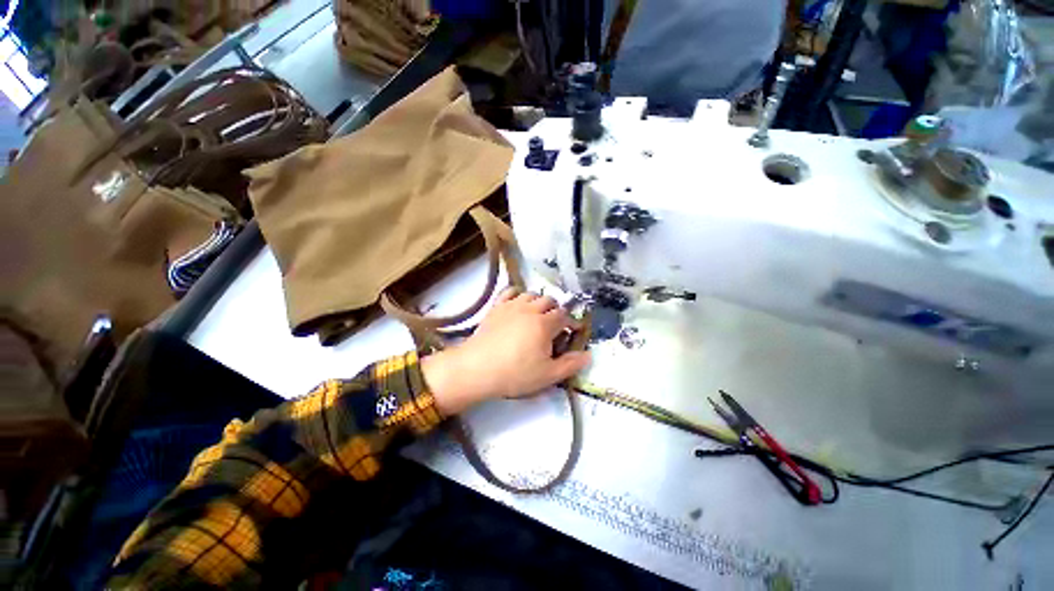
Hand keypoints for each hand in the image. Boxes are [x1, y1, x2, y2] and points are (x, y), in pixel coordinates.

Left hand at [422, 289, 591, 416]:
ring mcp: (510, 306)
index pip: (565, 316)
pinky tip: (518, 304)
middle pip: (549, 301)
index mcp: (545, 324)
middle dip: (557, 311)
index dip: (572, 323)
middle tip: (557, 326)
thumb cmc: (515, 374)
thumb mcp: (547, 375)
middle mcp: (530, 309)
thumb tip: (588, 355)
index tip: (574, 333)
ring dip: (539, 302)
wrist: (477, 368)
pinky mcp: (495, 309)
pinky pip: (509, 292)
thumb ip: (570, 365)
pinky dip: (518, 294)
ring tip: (539, 315)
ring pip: (530, 294)